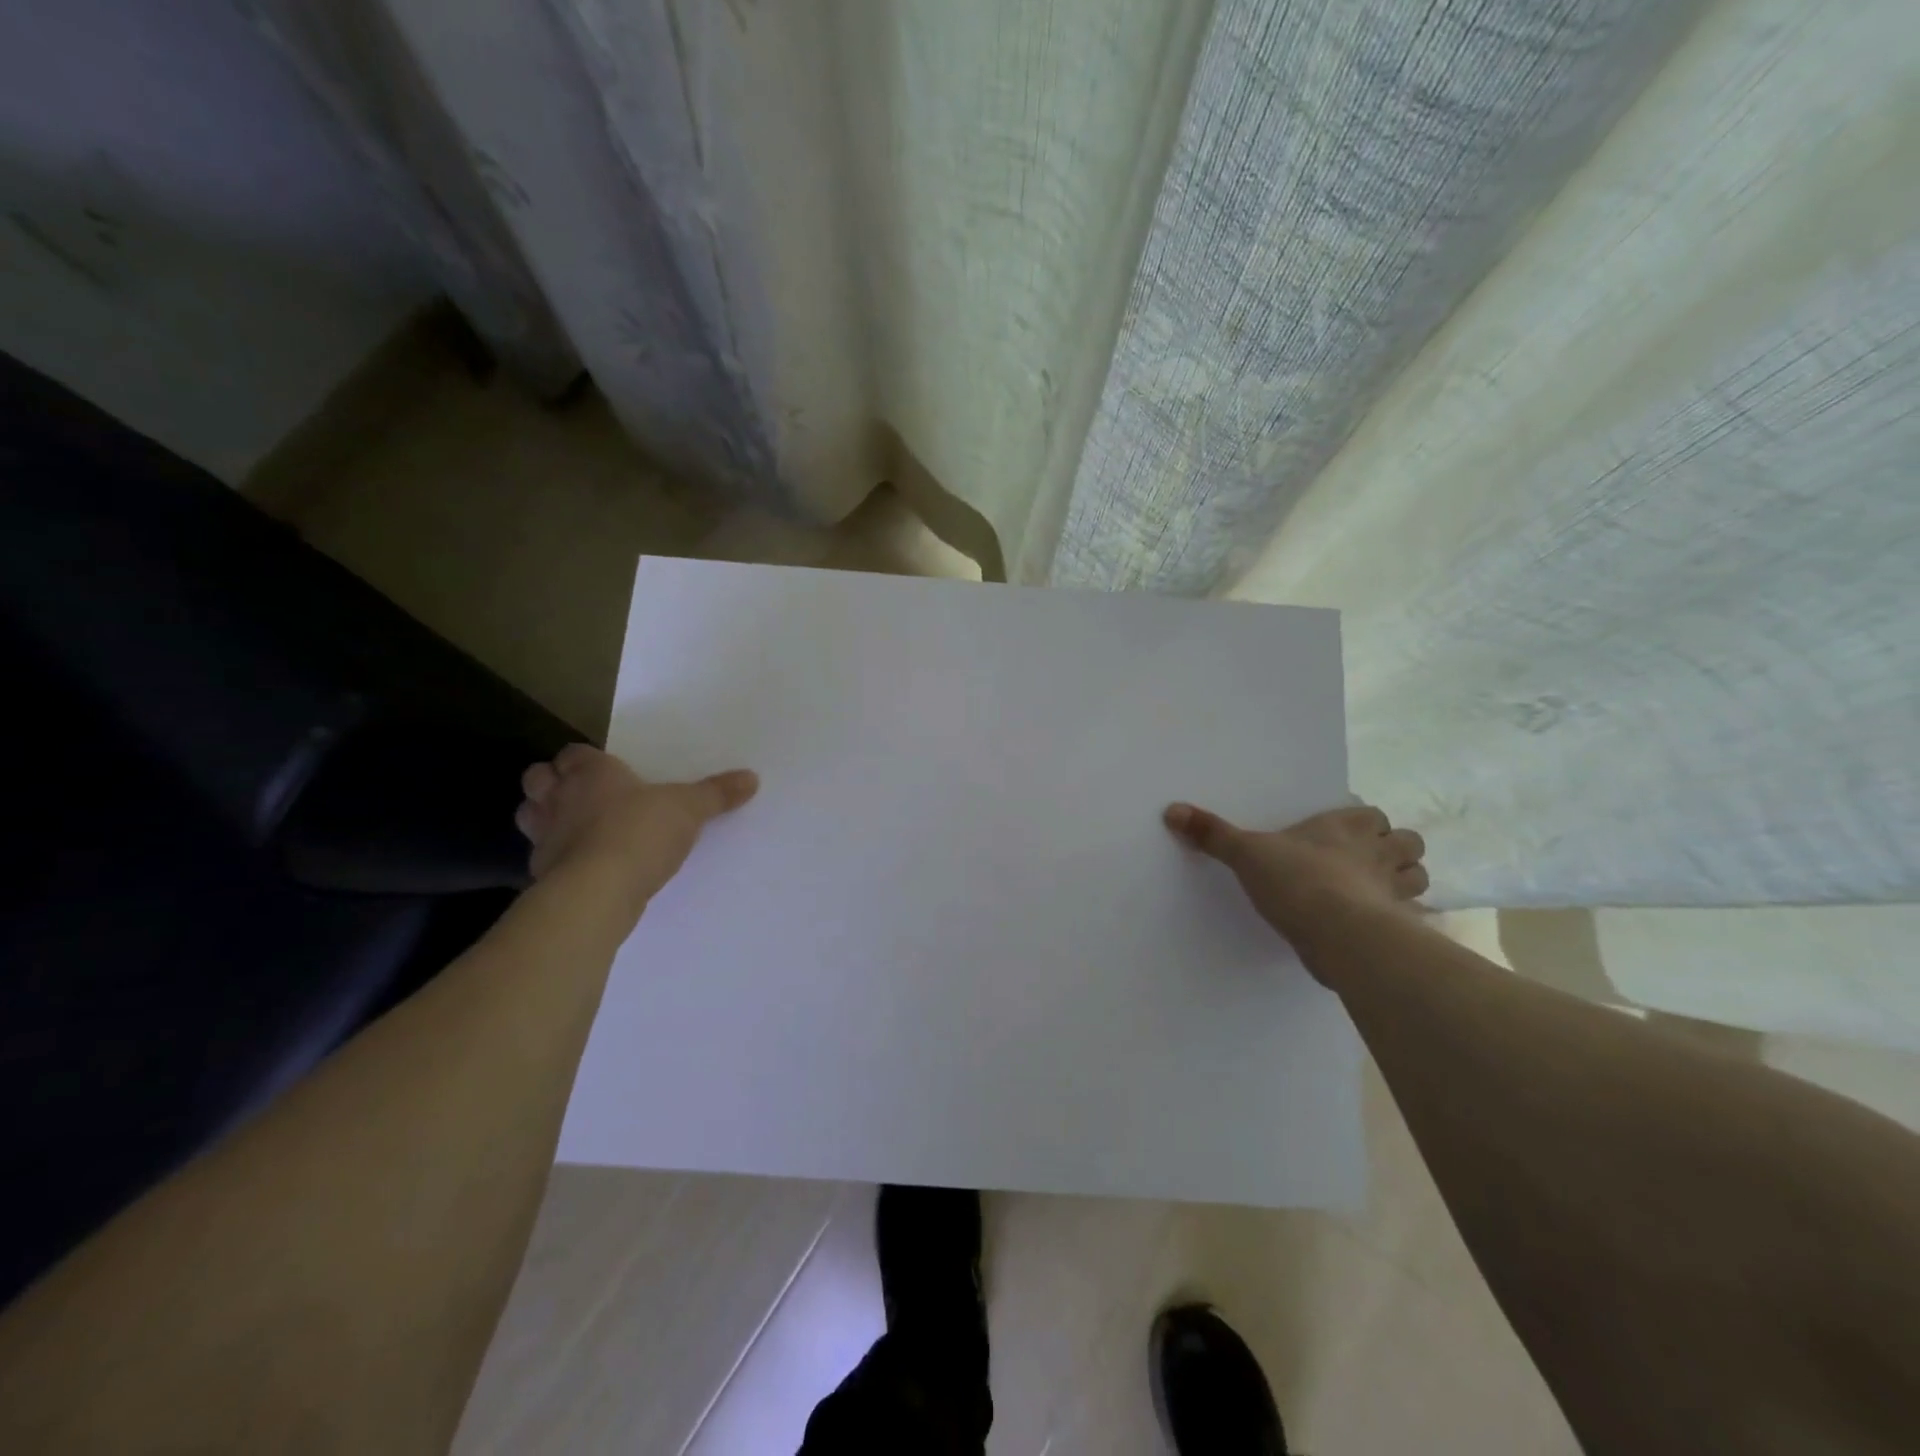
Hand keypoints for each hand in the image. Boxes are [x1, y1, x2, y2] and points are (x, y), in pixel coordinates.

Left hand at [516, 745, 758, 918]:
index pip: (574, 753)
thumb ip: (717, 793)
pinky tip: (578, 865)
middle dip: (551, 782)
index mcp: (592, 772)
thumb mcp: (690, 809)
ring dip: (544, 817)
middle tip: (580, 793)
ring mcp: (544, 836)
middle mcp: (560, 798)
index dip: (584, 759)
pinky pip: (541, 857)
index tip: (605, 769)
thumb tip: (751, 778)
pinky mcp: (542, 873)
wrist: (599, 889)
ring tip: (573, 826)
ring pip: (529, 815)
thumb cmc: (641, 831)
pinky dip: (555, 857)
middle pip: (537, 778)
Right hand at [1164, 801, 1427, 963]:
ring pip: (1418, 877)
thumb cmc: (1297, 880)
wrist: (1338, 933)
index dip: (1365, 823)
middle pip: (1409, 843)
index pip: (1372, 814)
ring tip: (1375, 890)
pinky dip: (1399, 920)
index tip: (1345, 833)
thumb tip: (1172, 811)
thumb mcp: (1246, 853)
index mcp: (1346, 827)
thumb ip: (1212, 834)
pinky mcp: (1397, 927)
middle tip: (1366, 861)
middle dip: (1395, 850)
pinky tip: (1378, 926)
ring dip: (1403, 881)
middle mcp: (1377, 853)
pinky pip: (1410, 919)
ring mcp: (1392, 892)